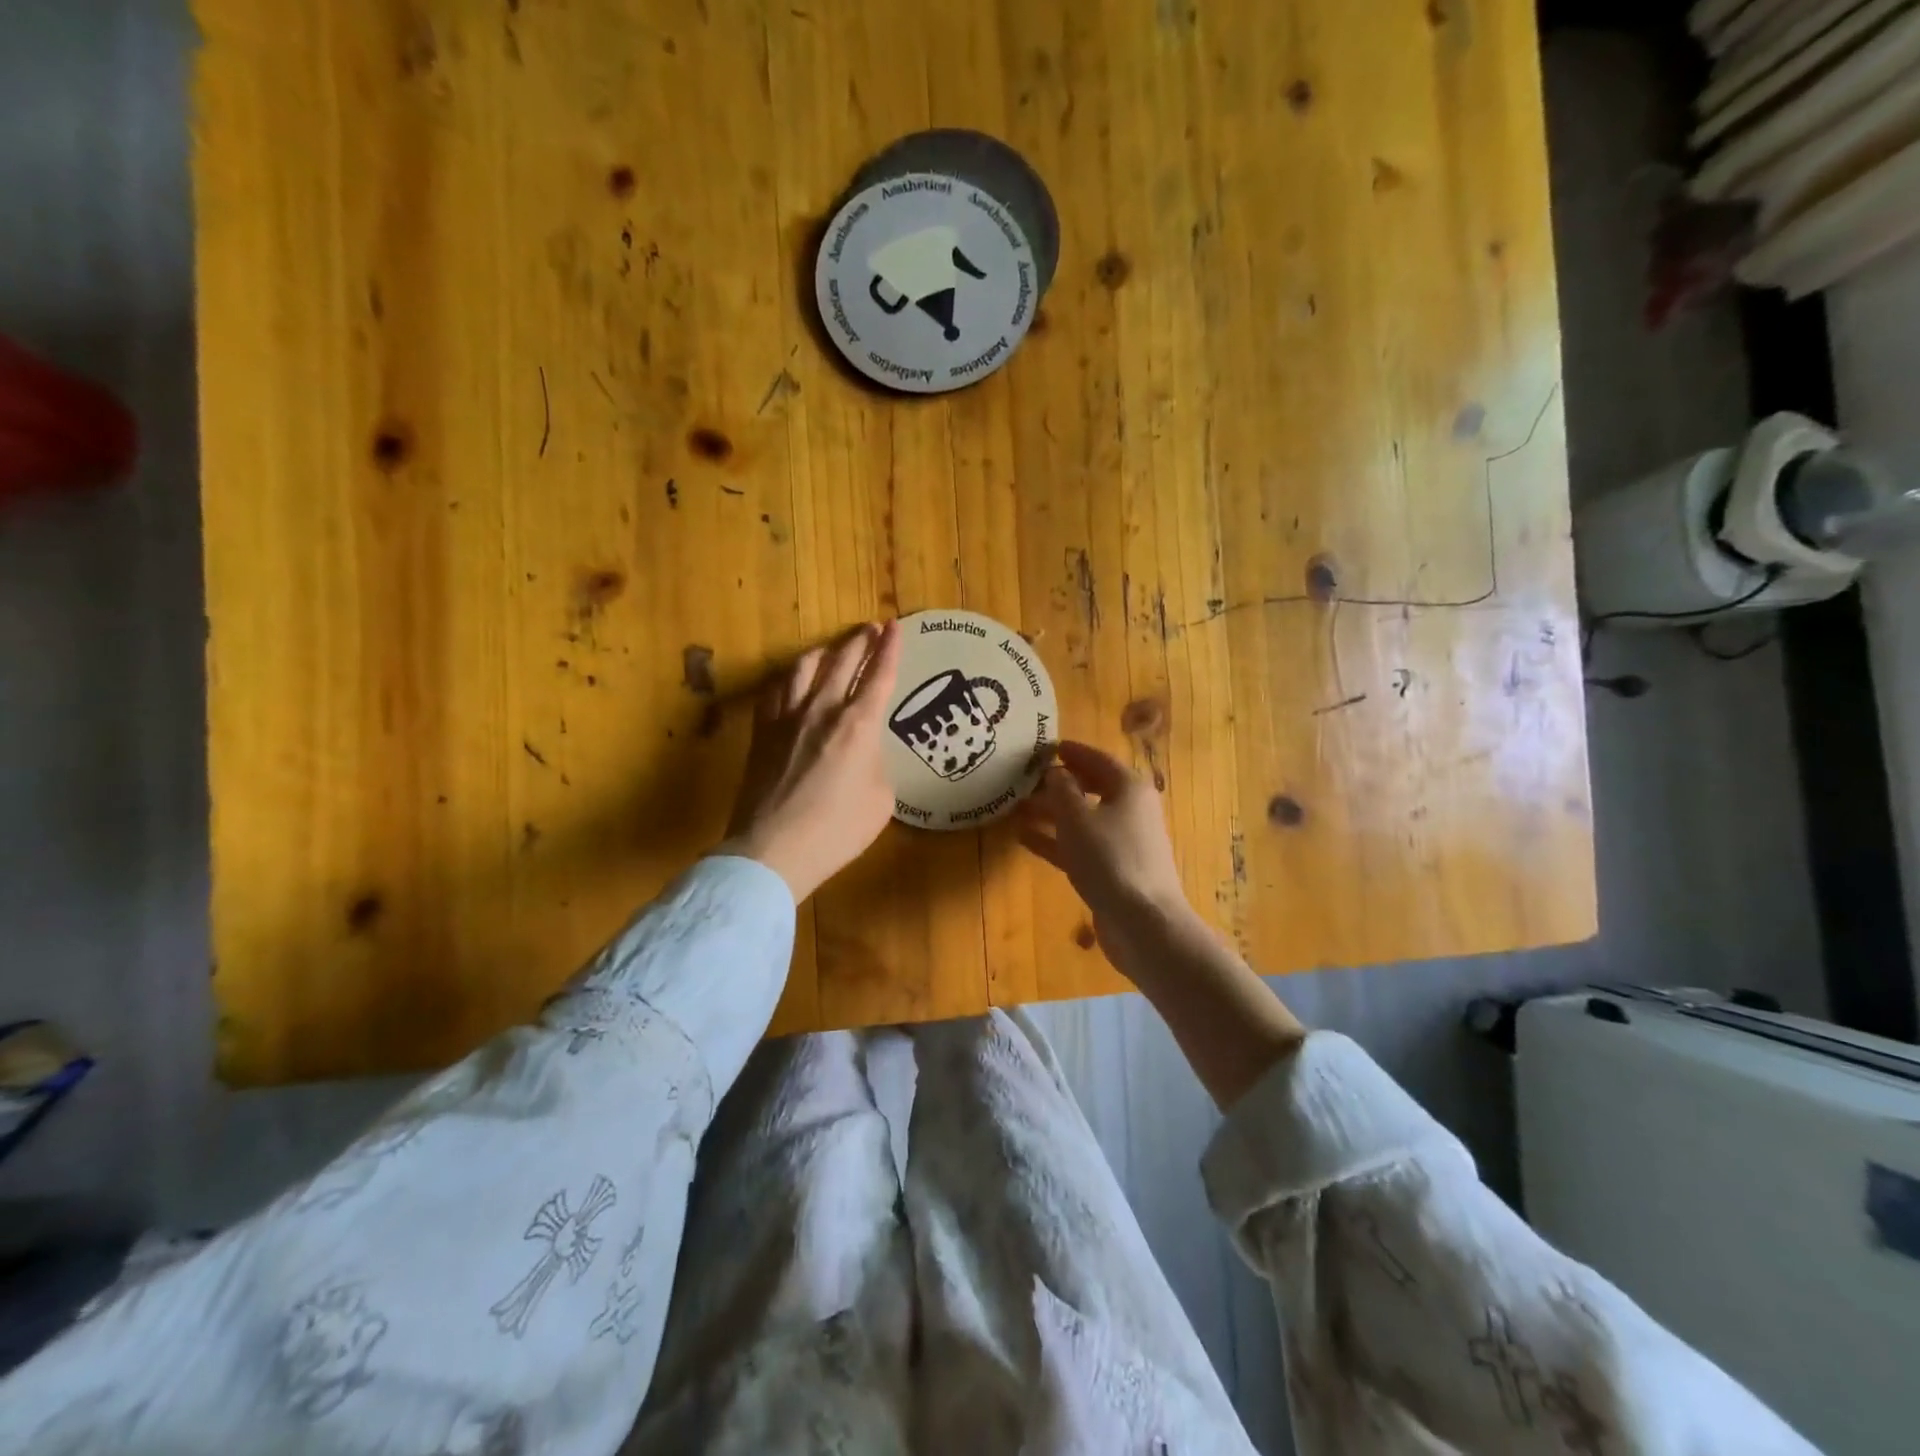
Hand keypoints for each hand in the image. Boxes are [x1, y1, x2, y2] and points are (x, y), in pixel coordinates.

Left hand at [721, 621, 902, 903]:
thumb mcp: (880, 800)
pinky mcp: (762, 731)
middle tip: (871, 628)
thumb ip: (876, 764)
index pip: (879, 675)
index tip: (895, 627)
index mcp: (859, 725)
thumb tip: (864, 754)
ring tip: (833, 649)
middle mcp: (822, 709)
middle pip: (843, 661)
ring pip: (805, 667)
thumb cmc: (837, 830)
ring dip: (825, 652)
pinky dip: (790, 677)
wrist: (774, 849)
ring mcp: (787, 717)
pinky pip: (776, 690)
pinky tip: (793, 680)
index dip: (890, 648)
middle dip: (861, 640)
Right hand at [1016, 740, 1197, 970]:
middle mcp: (1129, 809)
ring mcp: (1122, 841)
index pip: (1097, 759)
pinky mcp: (1112, 869)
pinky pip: (1079, 845)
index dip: (1072, 752)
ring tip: (1015, 808)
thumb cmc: (1110, 859)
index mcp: (1129, 788)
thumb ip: (1061, 789)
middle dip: (1057, 784)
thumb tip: (1054, 772)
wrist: (1143, 922)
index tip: (1045, 747)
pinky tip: (1023, 839)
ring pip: (1082, 818)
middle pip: (1090, 788)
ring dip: (1051, 813)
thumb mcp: (1077, 818)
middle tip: (1024, 779)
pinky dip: (1055, 840)